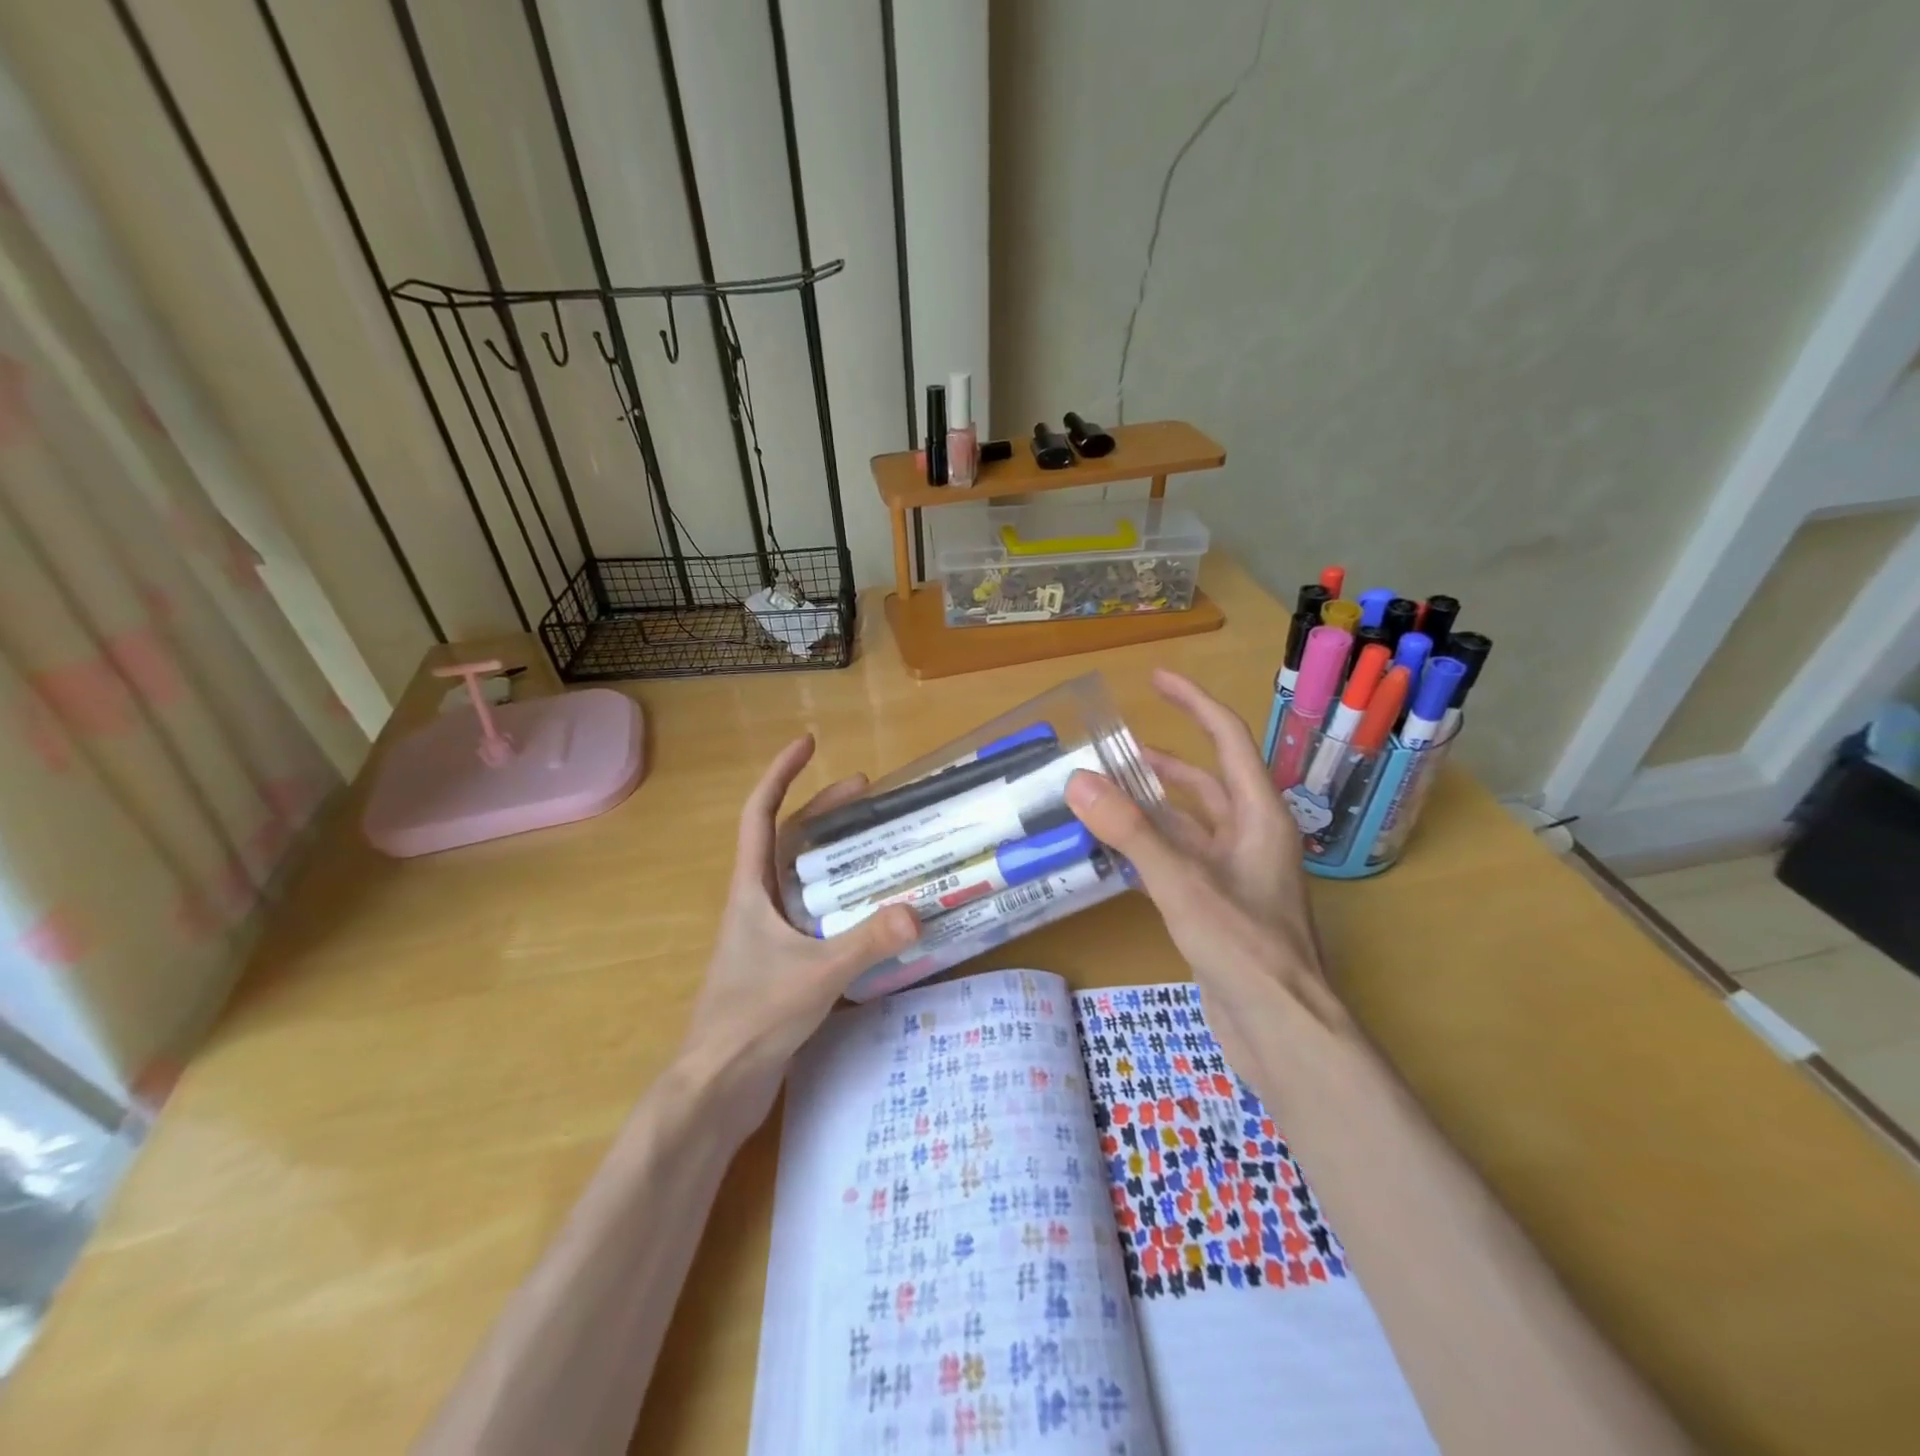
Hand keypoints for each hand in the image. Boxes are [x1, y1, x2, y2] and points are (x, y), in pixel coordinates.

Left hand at [682, 735, 917, 1126]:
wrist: (717, 1089)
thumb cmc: (751, 1019)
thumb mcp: (815, 975)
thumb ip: (866, 942)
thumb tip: (917, 909)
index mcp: (751, 891)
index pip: (760, 815)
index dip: (781, 774)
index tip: (808, 743)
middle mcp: (757, 904)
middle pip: (788, 841)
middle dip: (823, 810)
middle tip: (868, 792)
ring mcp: (768, 935)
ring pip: (803, 879)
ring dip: (835, 856)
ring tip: (878, 843)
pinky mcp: (782, 964)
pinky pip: (816, 915)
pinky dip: (842, 901)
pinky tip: (872, 911)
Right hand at [1064, 669, 1348, 1078]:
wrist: (1284, 1033)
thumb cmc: (1246, 948)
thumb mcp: (1183, 883)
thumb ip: (1130, 832)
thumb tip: (1079, 780)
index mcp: (1259, 817)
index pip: (1228, 740)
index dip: (1193, 703)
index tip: (1156, 679)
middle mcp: (1251, 838)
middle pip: (1206, 783)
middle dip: (1165, 762)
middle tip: (1115, 749)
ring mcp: (1236, 876)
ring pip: (1189, 827)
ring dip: (1151, 809)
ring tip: (1103, 796)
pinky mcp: (1219, 909)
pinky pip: (1179, 864)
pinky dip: (1147, 852)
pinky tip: (1112, 856)